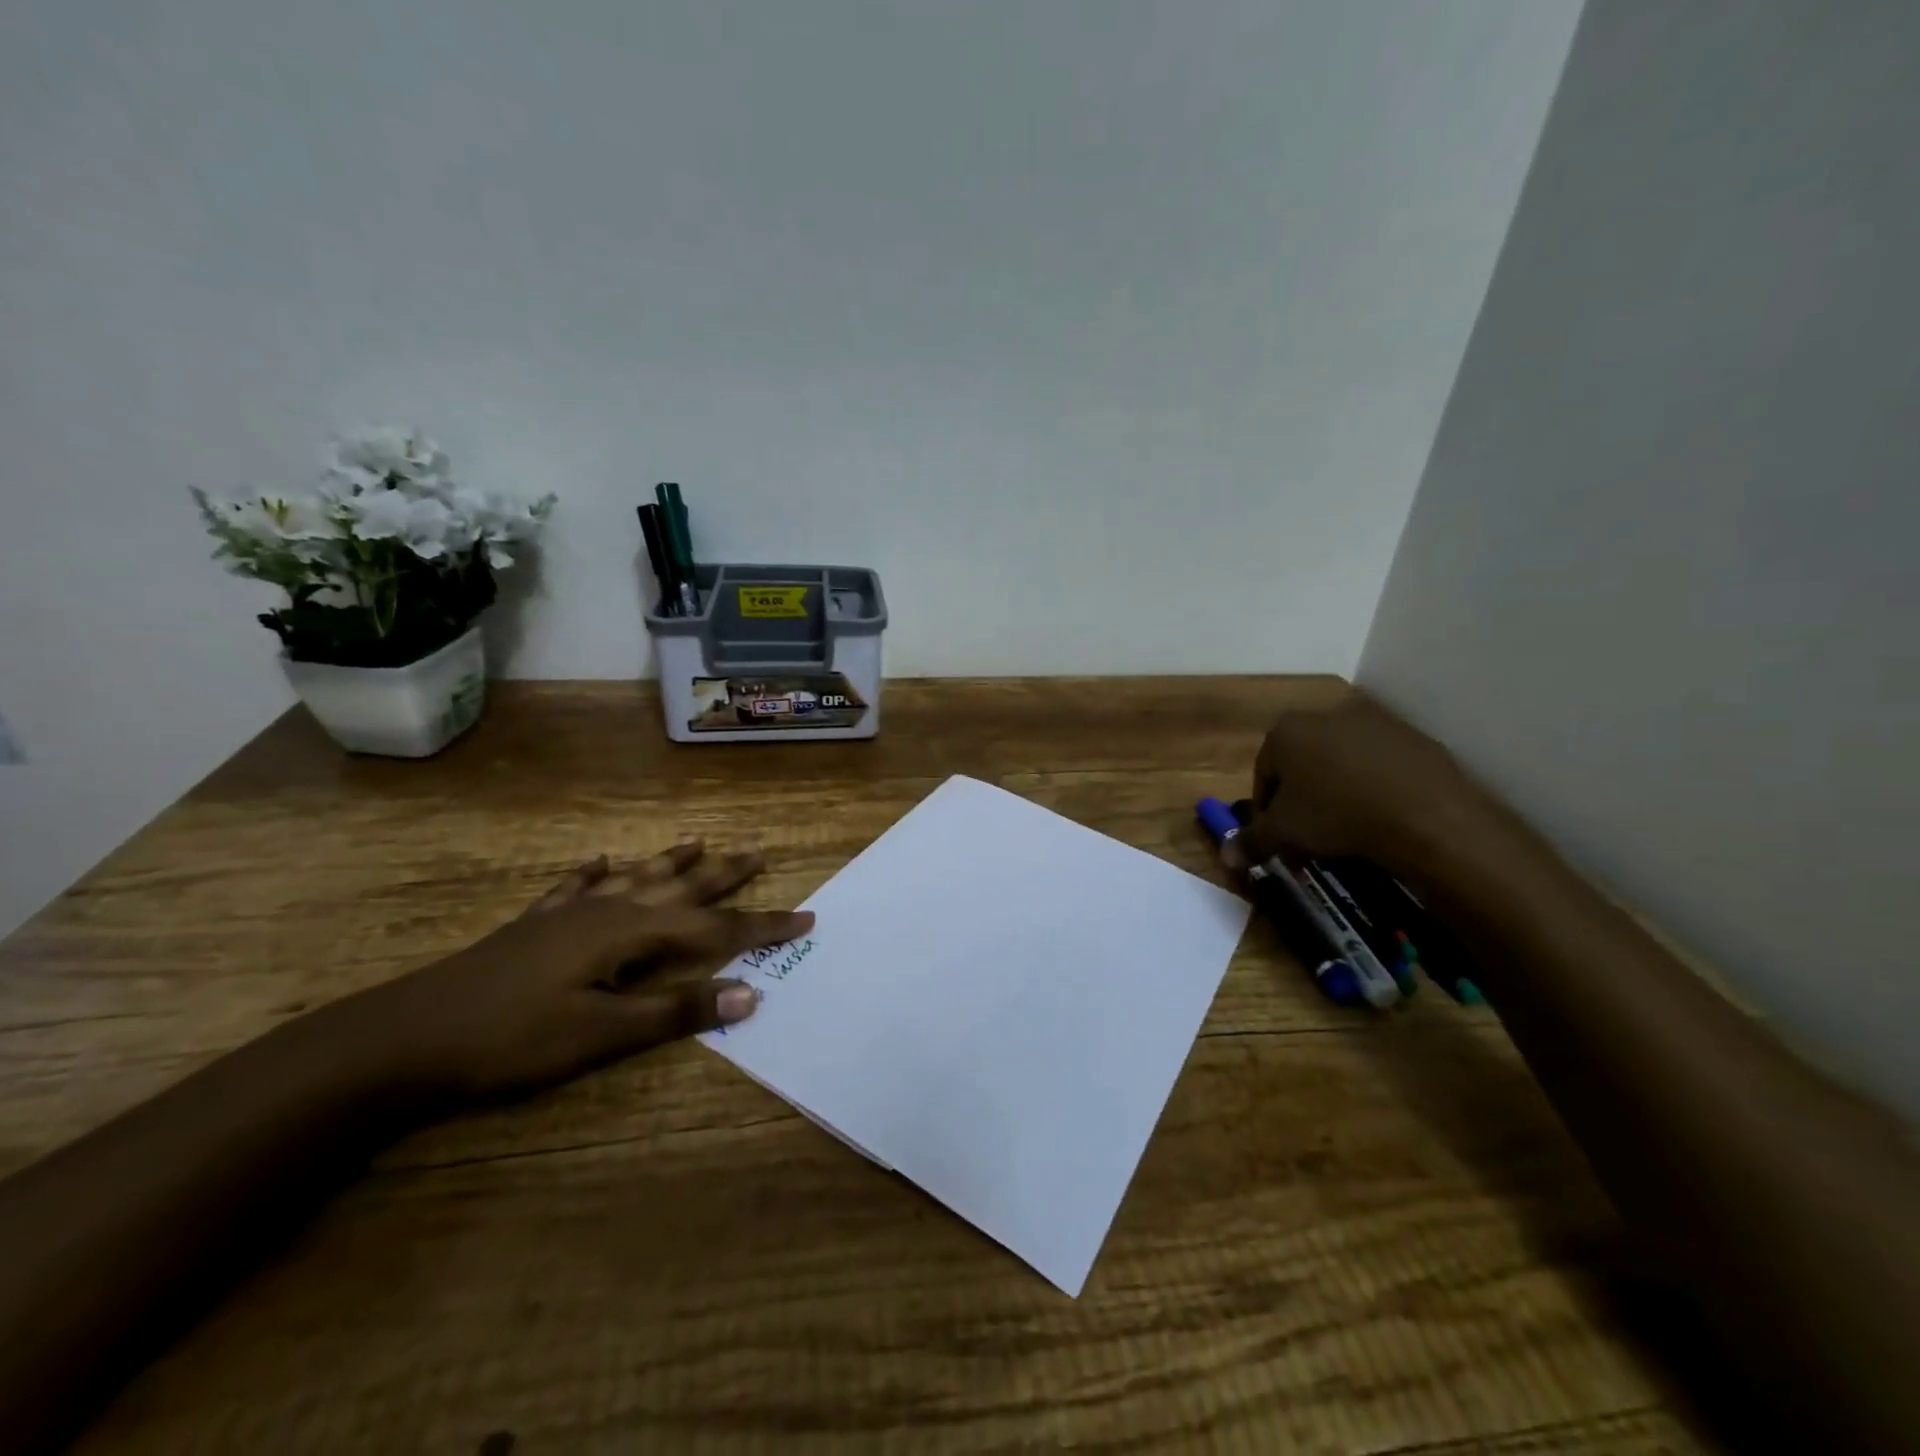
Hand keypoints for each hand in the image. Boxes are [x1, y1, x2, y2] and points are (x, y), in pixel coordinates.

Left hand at [344, 844, 813, 1101]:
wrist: (405, 1036)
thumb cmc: (512, 1039)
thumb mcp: (601, 1035)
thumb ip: (676, 1012)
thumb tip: (750, 994)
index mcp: (631, 934)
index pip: (715, 929)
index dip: (764, 925)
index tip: (806, 917)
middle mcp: (608, 910)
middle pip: (681, 887)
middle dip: (726, 874)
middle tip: (761, 852)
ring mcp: (568, 913)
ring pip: (635, 877)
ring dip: (671, 861)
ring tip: (699, 841)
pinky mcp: (536, 925)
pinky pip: (577, 887)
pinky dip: (596, 873)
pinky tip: (601, 860)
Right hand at [1238, 690, 1489, 872]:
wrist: (1426, 816)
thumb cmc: (1335, 815)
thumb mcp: (1283, 834)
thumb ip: (1250, 841)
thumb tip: (1226, 856)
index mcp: (1286, 730)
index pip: (1263, 773)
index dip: (1267, 810)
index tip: (1278, 838)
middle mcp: (1326, 715)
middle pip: (1303, 765)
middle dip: (1303, 799)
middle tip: (1311, 837)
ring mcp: (1375, 724)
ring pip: (1343, 764)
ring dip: (1339, 793)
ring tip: (1349, 832)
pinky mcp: (1415, 739)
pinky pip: (1383, 769)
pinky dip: (1377, 790)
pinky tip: (1384, 820)